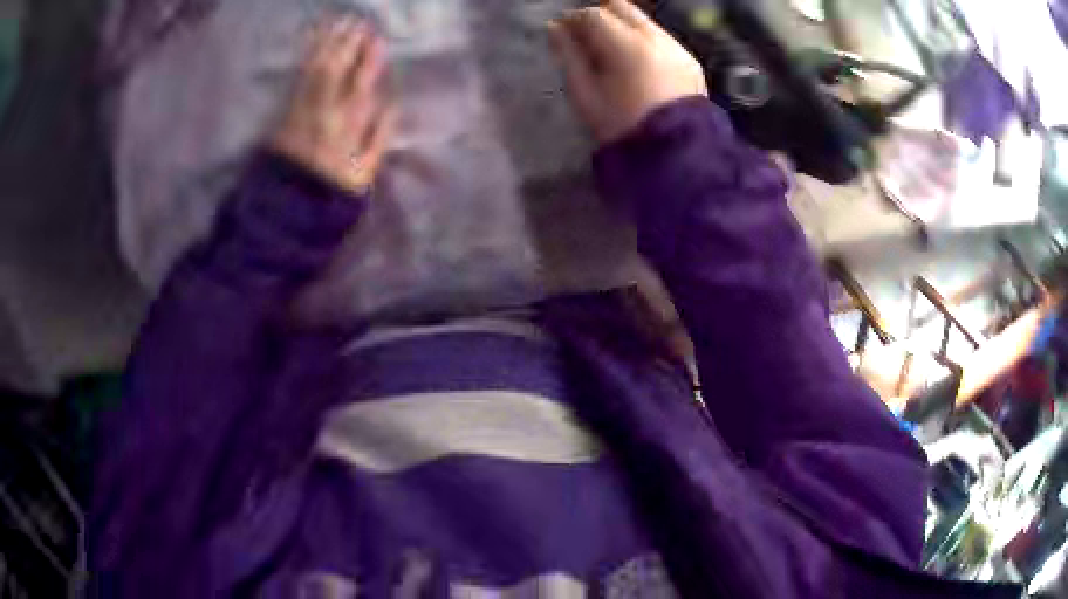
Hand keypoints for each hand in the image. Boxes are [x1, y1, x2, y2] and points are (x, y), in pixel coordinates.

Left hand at [270, 17, 395, 194]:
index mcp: (348, 125)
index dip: (368, 59)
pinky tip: (311, 41)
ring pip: (316, 69)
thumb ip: (380, 137)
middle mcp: (325, 111)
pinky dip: (305, 57)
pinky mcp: (286, 111)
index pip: (361, 84)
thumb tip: (393, 104)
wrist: (289, 206)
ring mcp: (302, 108)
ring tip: (338, 22)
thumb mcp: (365, 172)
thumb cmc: (332, 190)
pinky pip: (298, 77)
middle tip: (358, 22)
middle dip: (348, 43)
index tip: (376, 39)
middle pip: (337, 69)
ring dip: (327, 43)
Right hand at [548, 0, 706, 143]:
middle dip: (599, 16)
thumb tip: (555, 28)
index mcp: (627, 47)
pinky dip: (643, 41)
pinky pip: (660, 37)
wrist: (675, 154)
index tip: (563, 33)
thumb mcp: (586, 95)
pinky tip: (636, 64)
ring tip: (610, 52)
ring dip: (622, 27)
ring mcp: (676, 48)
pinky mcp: (689, 61)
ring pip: (643, 20)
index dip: (573, 20)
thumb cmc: (623, 128)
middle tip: (586, 37)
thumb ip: (569, 56)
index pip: (594, 15)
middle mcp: (656, 39)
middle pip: (621, 6)